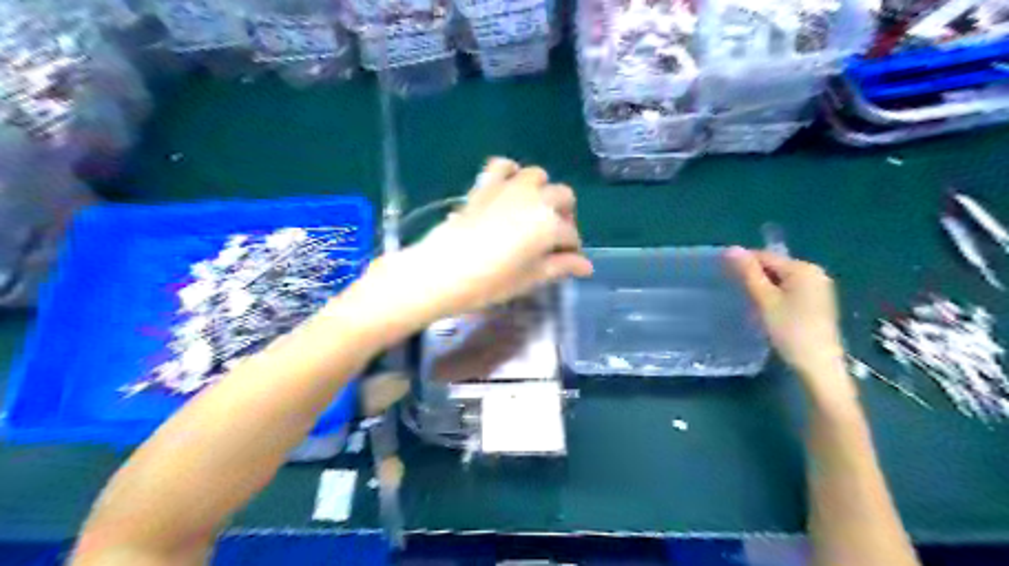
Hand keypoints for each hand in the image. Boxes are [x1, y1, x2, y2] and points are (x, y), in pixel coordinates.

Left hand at [352, 158, 591, 332]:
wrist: (443, 270)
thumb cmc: (491, 282)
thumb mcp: (531, 278)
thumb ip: (561, 267)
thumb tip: (587, 265)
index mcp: (550, 225)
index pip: (571, 234)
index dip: (571, 249)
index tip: (566, 261)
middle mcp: (536, 199)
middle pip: (564, 197)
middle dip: (564, 215)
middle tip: (552, 238)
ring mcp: (509, 187)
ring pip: (538, 176)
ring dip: (542, 191)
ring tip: (532, 212)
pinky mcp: (485, 185)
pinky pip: (502, 166)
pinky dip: (510, 173)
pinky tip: (508, 190)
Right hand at [726, 248, 849, 396]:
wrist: (818, 366)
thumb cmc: (790, 330)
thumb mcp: (765, 300)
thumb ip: (749, 274)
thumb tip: (731, 249)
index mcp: (803, 268)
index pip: (765, 256)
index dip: (743, 265)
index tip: (724, 278)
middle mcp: (814, 273)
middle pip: (774, 267)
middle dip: (754, 278)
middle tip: (737, 295)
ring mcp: (819, 289)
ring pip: (781, 281)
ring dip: (764, 289)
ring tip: (749, 304)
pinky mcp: (818, 303)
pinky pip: (790, 291)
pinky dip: (776, 297)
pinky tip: (768, 312)